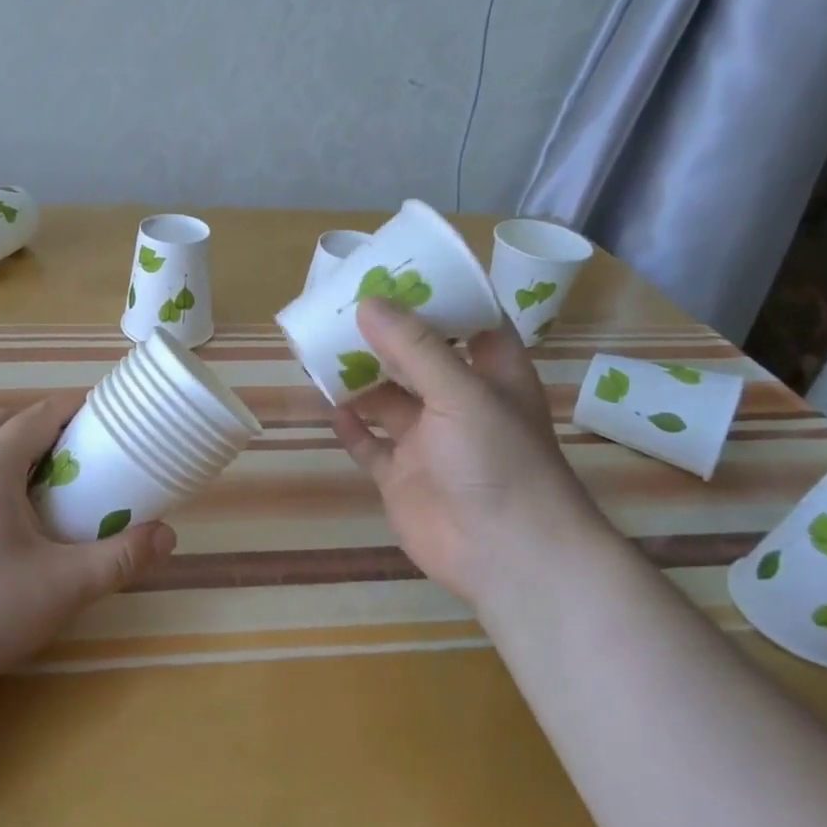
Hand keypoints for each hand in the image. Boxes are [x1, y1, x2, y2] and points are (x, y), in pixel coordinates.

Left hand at [0, 393, 176, 700]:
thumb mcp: (65, 587)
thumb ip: (121, 557)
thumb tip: (168, 536)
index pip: (38, 415)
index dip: (75, 407)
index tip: (108, 415)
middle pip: (3, 420)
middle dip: (44, 423)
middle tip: (81, 450)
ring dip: (9, 441)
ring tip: (41, 474)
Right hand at [332, 298, 606, 606]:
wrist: (506, 555)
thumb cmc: (498, 460)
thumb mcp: (461, 392)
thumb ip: (414, 347)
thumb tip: (367, 303)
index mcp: (491, 375)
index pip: (470, 323)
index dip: (440, 297)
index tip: (400, 270)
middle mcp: (459, 403)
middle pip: (418, 358)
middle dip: (384, 335)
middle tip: (342, 305)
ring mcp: (428, 442)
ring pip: (387, 400)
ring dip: (359, 378)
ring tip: (321, 348)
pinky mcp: (401, 476)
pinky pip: (369, 444)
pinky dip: (349, 425)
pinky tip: (326, 405)